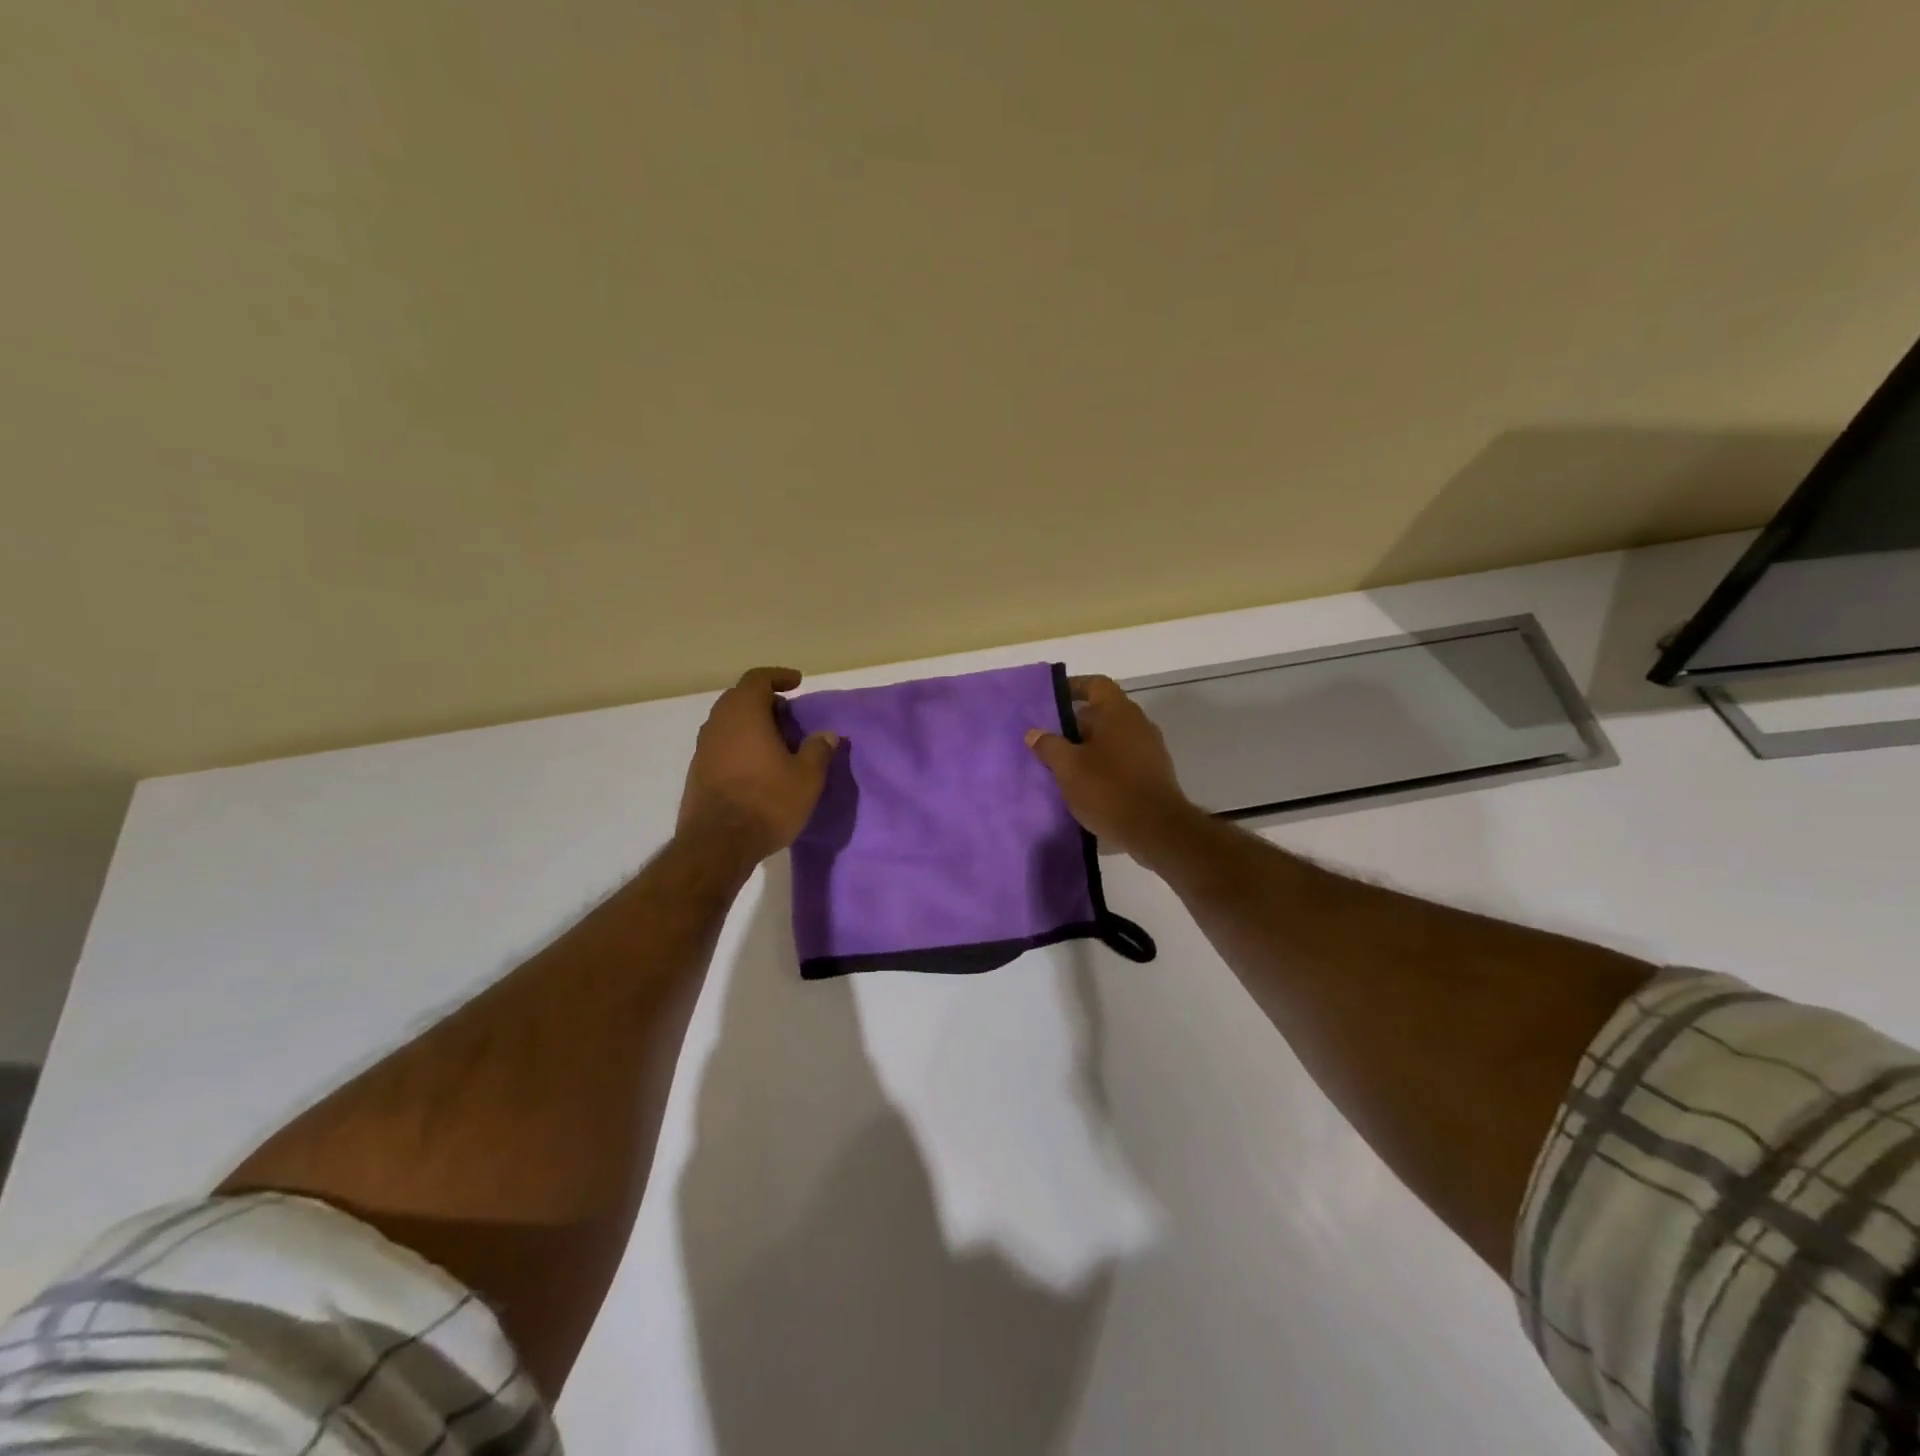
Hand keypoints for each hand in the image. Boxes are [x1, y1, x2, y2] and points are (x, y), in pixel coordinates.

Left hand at [678, 667, 837, 867]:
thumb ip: (818, 750)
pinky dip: (740, 744)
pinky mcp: (697, 772)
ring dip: (751, 723)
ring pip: (728, 722)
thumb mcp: (807, 778)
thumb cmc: (767, 802)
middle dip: (764, 700)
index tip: (797, 683)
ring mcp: (703, 748)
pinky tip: (757, 766)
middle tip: (788, 715)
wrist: (717, 845)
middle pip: (739, 698)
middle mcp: (718, 723)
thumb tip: (827, 734)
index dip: (778, 676)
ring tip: (776, 741)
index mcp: (744, 714)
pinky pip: (721, 744)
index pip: (757, 679)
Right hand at [1025, 675, 1200, 859]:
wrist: (1157, 830)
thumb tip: (1034, 732)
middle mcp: (1138, 724)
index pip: (1096, 685)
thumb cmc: (1109, 790)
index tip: (1052, 699)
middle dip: (1075, 724)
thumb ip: (1049, 746)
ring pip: (1112, 738)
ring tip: (1064, 765)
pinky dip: (1104, 765)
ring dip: (1089, 747)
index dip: (1074, 687)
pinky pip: (1123, 759)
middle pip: (1103, 712)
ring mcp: (1150, 749)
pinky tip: (1087, 785)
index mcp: (1118, 712)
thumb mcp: (1068, 768)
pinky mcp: (1153, 773)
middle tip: (1050, 740)